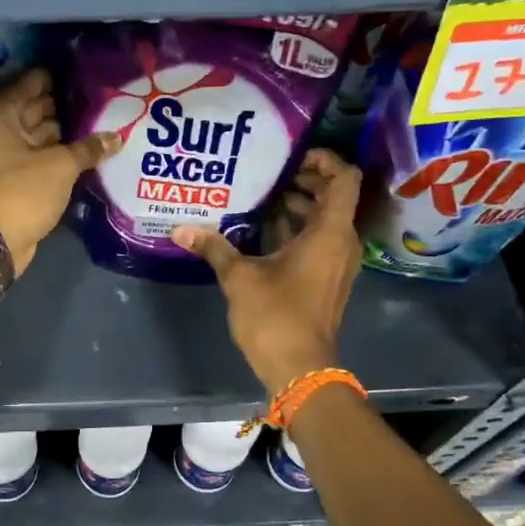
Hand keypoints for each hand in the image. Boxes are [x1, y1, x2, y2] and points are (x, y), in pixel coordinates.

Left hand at [0, 69, 118, 274]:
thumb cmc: (20, 191)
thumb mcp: (60, 166)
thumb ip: (89, 148)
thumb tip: (118, 136)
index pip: (34, 82)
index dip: (63, 79)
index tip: (93, 78)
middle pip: (37, 107)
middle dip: (68, 107)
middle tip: (107, 102)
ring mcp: (2, 153)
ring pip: (40, 135)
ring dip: (66, 134)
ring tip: (105, 125)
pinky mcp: (12, 177)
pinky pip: (39, 157)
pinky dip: (58, 155)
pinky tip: (89, 152)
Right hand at [172, 148, 363, 395]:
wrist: (300, 369)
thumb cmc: (276, 316)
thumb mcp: (239, 277)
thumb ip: (214, 247)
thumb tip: (180, 228)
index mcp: (329, 233)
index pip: (344, 179)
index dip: (324, 160)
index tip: (292, 156)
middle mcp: (341, 242)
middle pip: (334, 197)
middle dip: (303, 181)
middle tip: (267, 172)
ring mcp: (337, 263)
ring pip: (324, 220)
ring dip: (298, 206)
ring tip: (259, 196)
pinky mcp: (327, 279)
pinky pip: (318, 241)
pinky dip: (296, 229)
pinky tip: (260, 230)